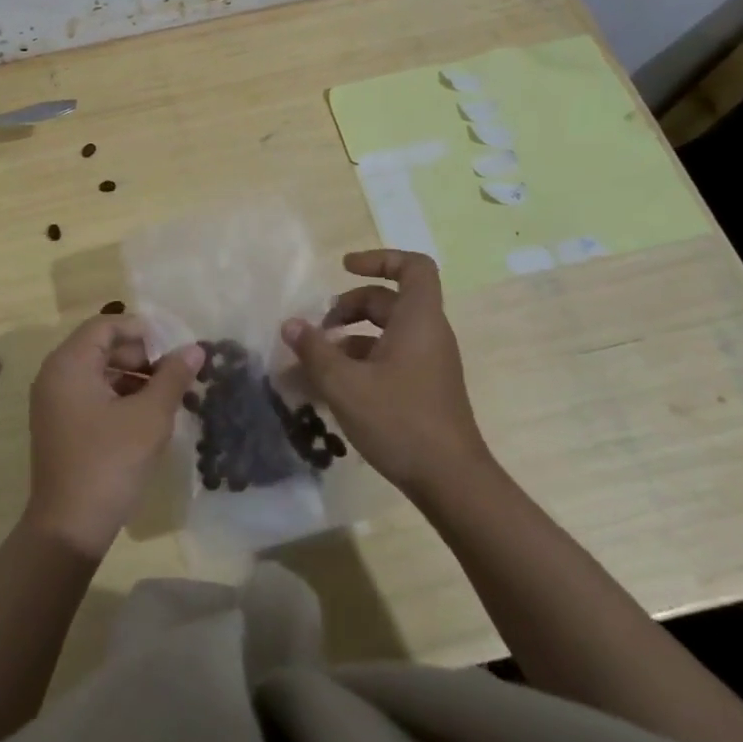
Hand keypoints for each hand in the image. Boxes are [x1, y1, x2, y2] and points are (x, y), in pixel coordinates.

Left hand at [24, 317, 200, 557]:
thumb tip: (195, 348)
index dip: (142, 330)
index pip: (106, 325)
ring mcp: (54, 402)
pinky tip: (147, 416)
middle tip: (176, 373)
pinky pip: (91, 395)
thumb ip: (173, 377)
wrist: (69, 528)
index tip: (174, 346)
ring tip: (169, 395)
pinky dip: (119, 397)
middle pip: (101, 347)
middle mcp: (55, 375)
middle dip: (141, 356)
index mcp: (69, 364)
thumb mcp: (150, 417)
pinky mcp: (60, 425)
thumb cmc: (109, 462)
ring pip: (98, 373)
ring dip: (133, 378)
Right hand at [281, 249, 486, 494]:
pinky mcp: (424, 388)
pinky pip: (390, 358)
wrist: (452, 482)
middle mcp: (428, 334)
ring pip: (387, 332)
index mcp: (418, 320)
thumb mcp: (345, 384)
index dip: (380, 259)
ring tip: (318, 360)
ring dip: (350, 337)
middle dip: (349, 306)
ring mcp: (429, 363)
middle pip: (389, 300)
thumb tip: (290, 324)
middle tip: (318, 328)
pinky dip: (361, 361)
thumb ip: (314, 350)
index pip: (413, 267)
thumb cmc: (400, 421)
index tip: (345, 268)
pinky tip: (334, 387)